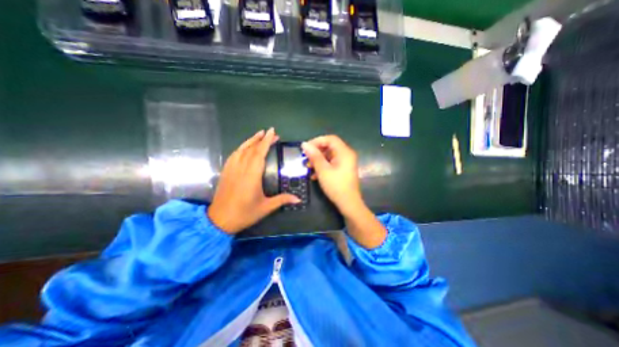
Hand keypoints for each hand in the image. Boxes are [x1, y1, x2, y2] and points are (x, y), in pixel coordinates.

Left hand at [207, 129, 300, 234]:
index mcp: (252, 175)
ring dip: (251, 140)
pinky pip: (234, 155)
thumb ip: (282, 200)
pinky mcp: (226, 171)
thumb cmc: (244, 213)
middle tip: (271, 133)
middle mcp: (241, 169)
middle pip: (251, 149)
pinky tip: (245, 147)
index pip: (259, 153)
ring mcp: (231, 169)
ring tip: (259, 134)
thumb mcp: (266, 208)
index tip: (272, 132)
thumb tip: (298, 199)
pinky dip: (241, 148)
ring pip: (241, 150)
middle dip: (262, 139)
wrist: (219, 220)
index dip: (266, 141)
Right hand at [303, 134, 385, 247]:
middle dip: (316, 152)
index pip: (330, 139)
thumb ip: (314, 156)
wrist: (349, 204)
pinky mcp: (343, 170)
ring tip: (308, 168)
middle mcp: (346, 155)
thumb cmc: (336, 186)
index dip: (317, 141)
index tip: (306, 148)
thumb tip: (304, 144)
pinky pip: (331, 163)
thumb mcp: (323, 170)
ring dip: (318, 160)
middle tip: (306, 159)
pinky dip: (323, 167)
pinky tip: (314, 175)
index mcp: (344, 152)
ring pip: (329, 156)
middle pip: (329, 147)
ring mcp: (345, 163)